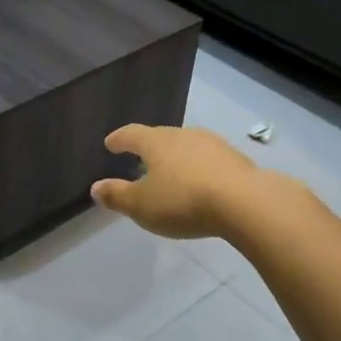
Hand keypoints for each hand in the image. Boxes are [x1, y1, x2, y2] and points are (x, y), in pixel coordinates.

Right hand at [89, 124, 268, 240]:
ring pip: (187, 147)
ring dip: (176, 158)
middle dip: (149, 148)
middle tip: (140, 159)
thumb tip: (96, 188)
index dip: (119, 139)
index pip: (132, 134)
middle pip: (161, 137)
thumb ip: (117, 196)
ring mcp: (213, 145)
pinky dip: (198, 169)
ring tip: (171, 172)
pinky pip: (208, 161)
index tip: (110, 143)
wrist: (244, 202)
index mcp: (157, 142)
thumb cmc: (183, 200)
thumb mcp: (141, 205)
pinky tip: (200, 184)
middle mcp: (183, 135)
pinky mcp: (236, 160)